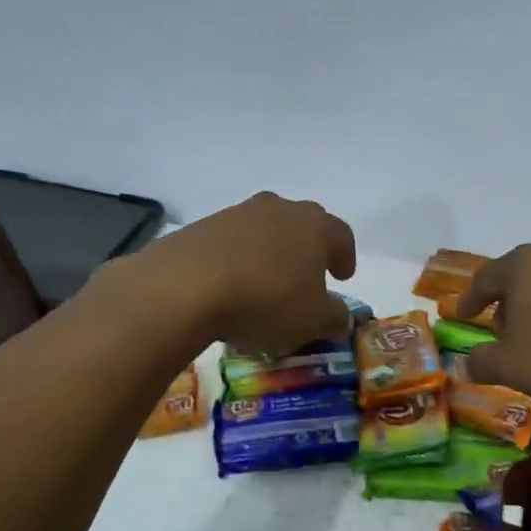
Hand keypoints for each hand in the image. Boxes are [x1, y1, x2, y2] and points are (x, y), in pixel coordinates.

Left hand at [113, 192, 356, 353]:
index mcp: (315, 226)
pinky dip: (238, 259)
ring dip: (271, 252)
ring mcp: (238, 213)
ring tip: (266, 283)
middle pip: (303, 223)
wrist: (186, 286)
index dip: (345, 256)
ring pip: (265, 229)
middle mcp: (280, 210)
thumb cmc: (267, 300)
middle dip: (309, 248)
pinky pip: (232, 241)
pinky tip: (231, 285)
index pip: (342, 235)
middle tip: (308, 274)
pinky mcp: (202, 226)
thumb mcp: (313, 321)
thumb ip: (335, 317)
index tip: (342, 277)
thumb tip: (341, 317)